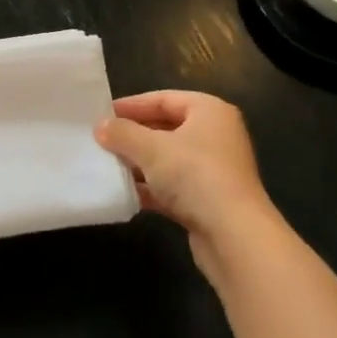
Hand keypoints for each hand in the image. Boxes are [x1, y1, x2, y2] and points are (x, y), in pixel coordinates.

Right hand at [96, 91, 279, 284]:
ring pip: (169, 159)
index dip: (132, 105)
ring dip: (141, 163)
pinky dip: (152, 187)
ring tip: (108, 165)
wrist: (236, 238)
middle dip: (134, 136)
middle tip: (103, 140)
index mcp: (209, 111)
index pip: (163, 98)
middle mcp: (215, 135)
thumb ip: (124, 134)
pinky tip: (127, 193)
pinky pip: (174, 186)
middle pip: (166, 128)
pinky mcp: (210, 201)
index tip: (103, 113)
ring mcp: (215, 170)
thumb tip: (100, 127)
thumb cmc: (195, 176)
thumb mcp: (152, 149)